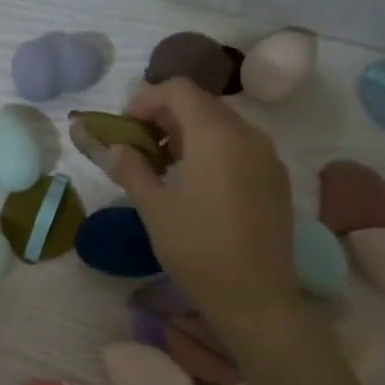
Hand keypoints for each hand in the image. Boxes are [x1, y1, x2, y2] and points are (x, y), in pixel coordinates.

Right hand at [93, 78, 296, 326]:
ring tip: (164, 167)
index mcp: (215, 134)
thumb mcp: (153, 207)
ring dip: (188, 133)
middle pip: (201, 103)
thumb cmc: (197, 248)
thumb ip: (130, 167)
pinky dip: (212, 150)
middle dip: (165, 116)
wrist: (254, 295)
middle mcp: (247, 134)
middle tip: (138, 147)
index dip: (146, 99)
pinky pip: (240, 147)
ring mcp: (266, 156)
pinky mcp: (275, 178)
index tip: (125, 127)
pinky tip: (196, 184)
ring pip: (222, 125)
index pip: (178, 89)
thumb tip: (110, 146)